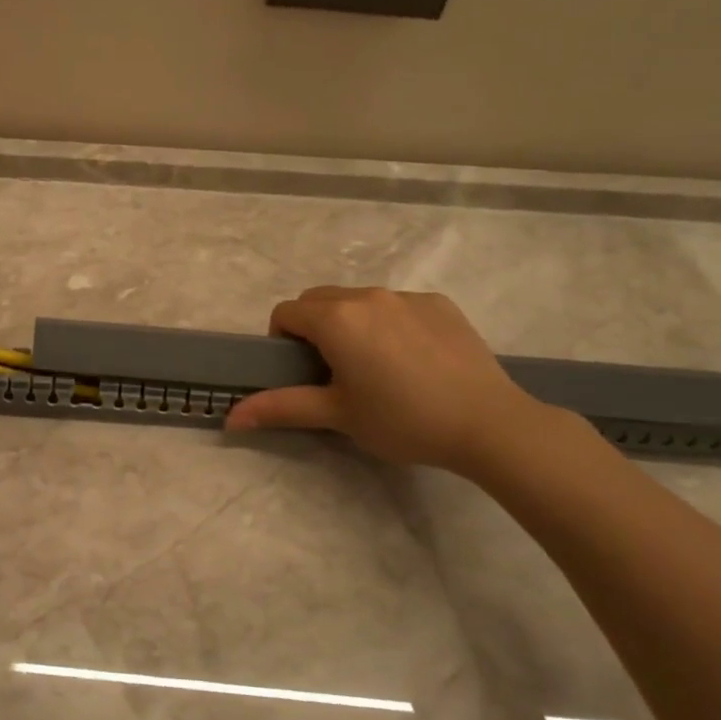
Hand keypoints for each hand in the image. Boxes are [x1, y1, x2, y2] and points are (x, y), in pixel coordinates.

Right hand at [225, 286, 546, 474]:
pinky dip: (389, 323)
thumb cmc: (403, 420)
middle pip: (318, 300)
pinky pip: (395, 304)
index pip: (285, 313)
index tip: (302, 373)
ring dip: (350, 323)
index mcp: (336, 319)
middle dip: (313, 328)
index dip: (282, 341)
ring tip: (376, 366)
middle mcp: (366, 295)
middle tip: (333, 371)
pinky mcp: (439, 303)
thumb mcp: (337, 415)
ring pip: (357, 300)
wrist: (490, 424)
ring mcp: (406, 296)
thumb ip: (281, 407)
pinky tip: (413, 360)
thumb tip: (230, 418)